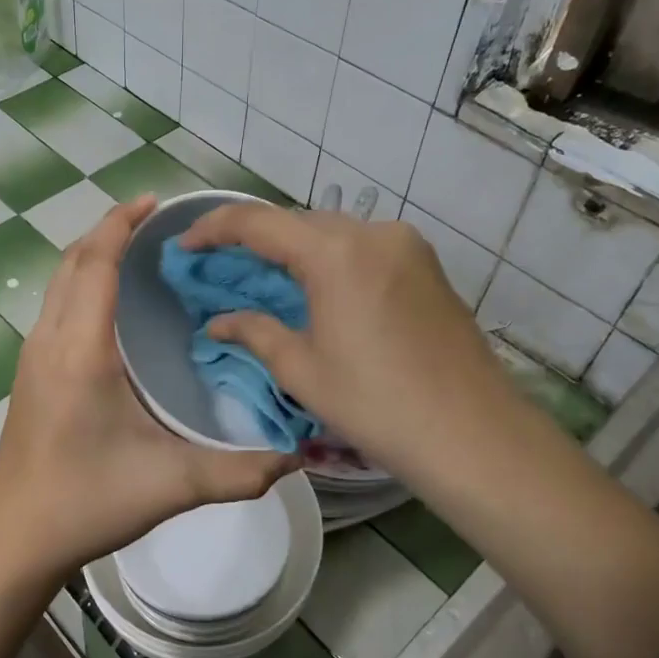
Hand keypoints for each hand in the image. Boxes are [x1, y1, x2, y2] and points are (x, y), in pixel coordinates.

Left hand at [0, 196, 295, 578]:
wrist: (16, 537)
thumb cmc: (86, 502)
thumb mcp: (171, 485)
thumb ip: (239, 471)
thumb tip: (299, 456)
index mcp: (81, 350)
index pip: (95, 263)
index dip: (121, 224)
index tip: (154, 202)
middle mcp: (50, 340)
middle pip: (72, 261)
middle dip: (108, 230)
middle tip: (156, 223)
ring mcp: (33, 356)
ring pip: (59, 282)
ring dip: (92, 255)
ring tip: (137, 253)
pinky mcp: (30, 373)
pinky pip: (56, 306)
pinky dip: (81, 283)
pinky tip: (112, 306)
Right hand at [177, 204, 512, 474]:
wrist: (474, 435)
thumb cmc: (377, 405)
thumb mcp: (302, 370)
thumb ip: (254, 332)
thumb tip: (217, 321)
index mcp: (335, 253)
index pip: (257, 222)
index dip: (213, 229)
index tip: (184, 246)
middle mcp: (373, 233)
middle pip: (296, 222)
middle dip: (252, 239)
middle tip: (218, 267)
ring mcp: (406, 245)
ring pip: (331, 232)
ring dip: (291, 249)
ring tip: (261, 279)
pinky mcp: (425, 265)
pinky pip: (362, 248)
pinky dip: (328, 260)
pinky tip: (313, 289)